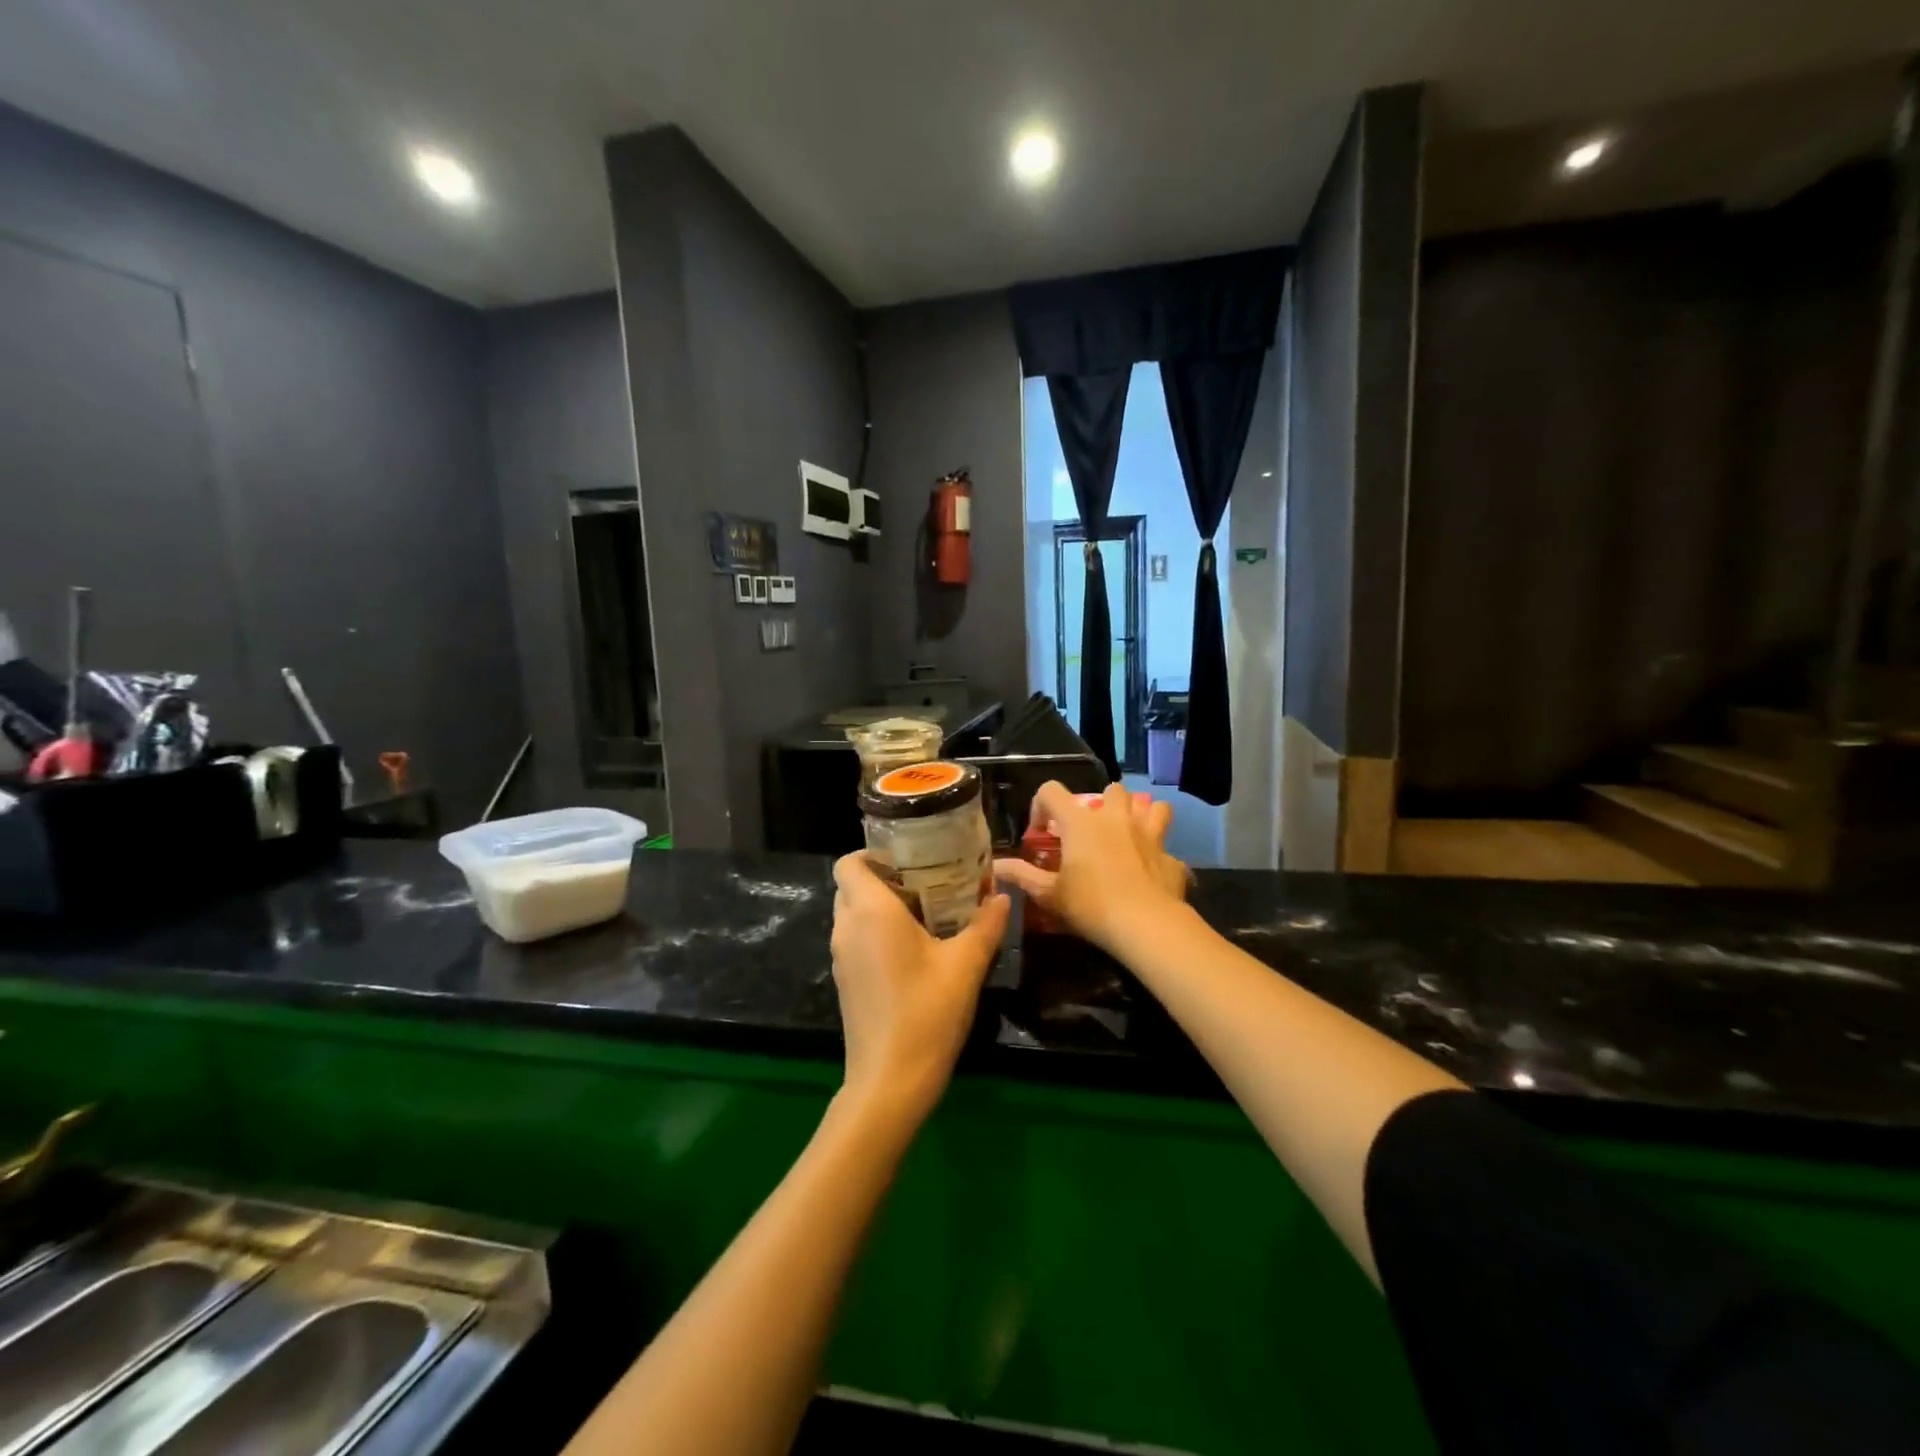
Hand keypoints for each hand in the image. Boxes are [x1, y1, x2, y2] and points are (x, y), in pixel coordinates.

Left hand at [830, 853, 1009, 1124]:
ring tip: (927, 912)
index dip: (872, 854)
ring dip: (882, 906)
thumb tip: (1002, 897)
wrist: (890, 1082)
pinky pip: (856, 940)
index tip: (910, 859)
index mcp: (870, 911)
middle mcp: (847, 927)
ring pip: (854, 914)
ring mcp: (841, 957)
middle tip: (927, 882)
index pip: (849, 863)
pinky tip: (915, 950)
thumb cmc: (927, 1012)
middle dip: (884, 878)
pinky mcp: (845, 981)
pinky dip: (877, 932)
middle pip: (852, 886)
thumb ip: (986, 924)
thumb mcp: (966, 965)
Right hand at [992, 782, 1188, 951]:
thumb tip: (995, 866)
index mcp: (1080, 822)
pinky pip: (1166, 847)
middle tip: (1092, 832)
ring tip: (1131, 835)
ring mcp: (1148, 833)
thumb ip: (1021, 876)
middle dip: (1102, 804)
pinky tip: (1151, 873)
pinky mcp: (1171, 856)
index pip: (1051, 790)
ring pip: (1151, 807)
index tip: (1041, 832)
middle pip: (1110, 790)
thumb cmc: (1090, 905)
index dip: (1041, 805)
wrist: (1146, 925)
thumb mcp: (1049, 894)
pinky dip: (1159, 855)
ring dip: (1141, 816)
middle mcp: (1115, 818)